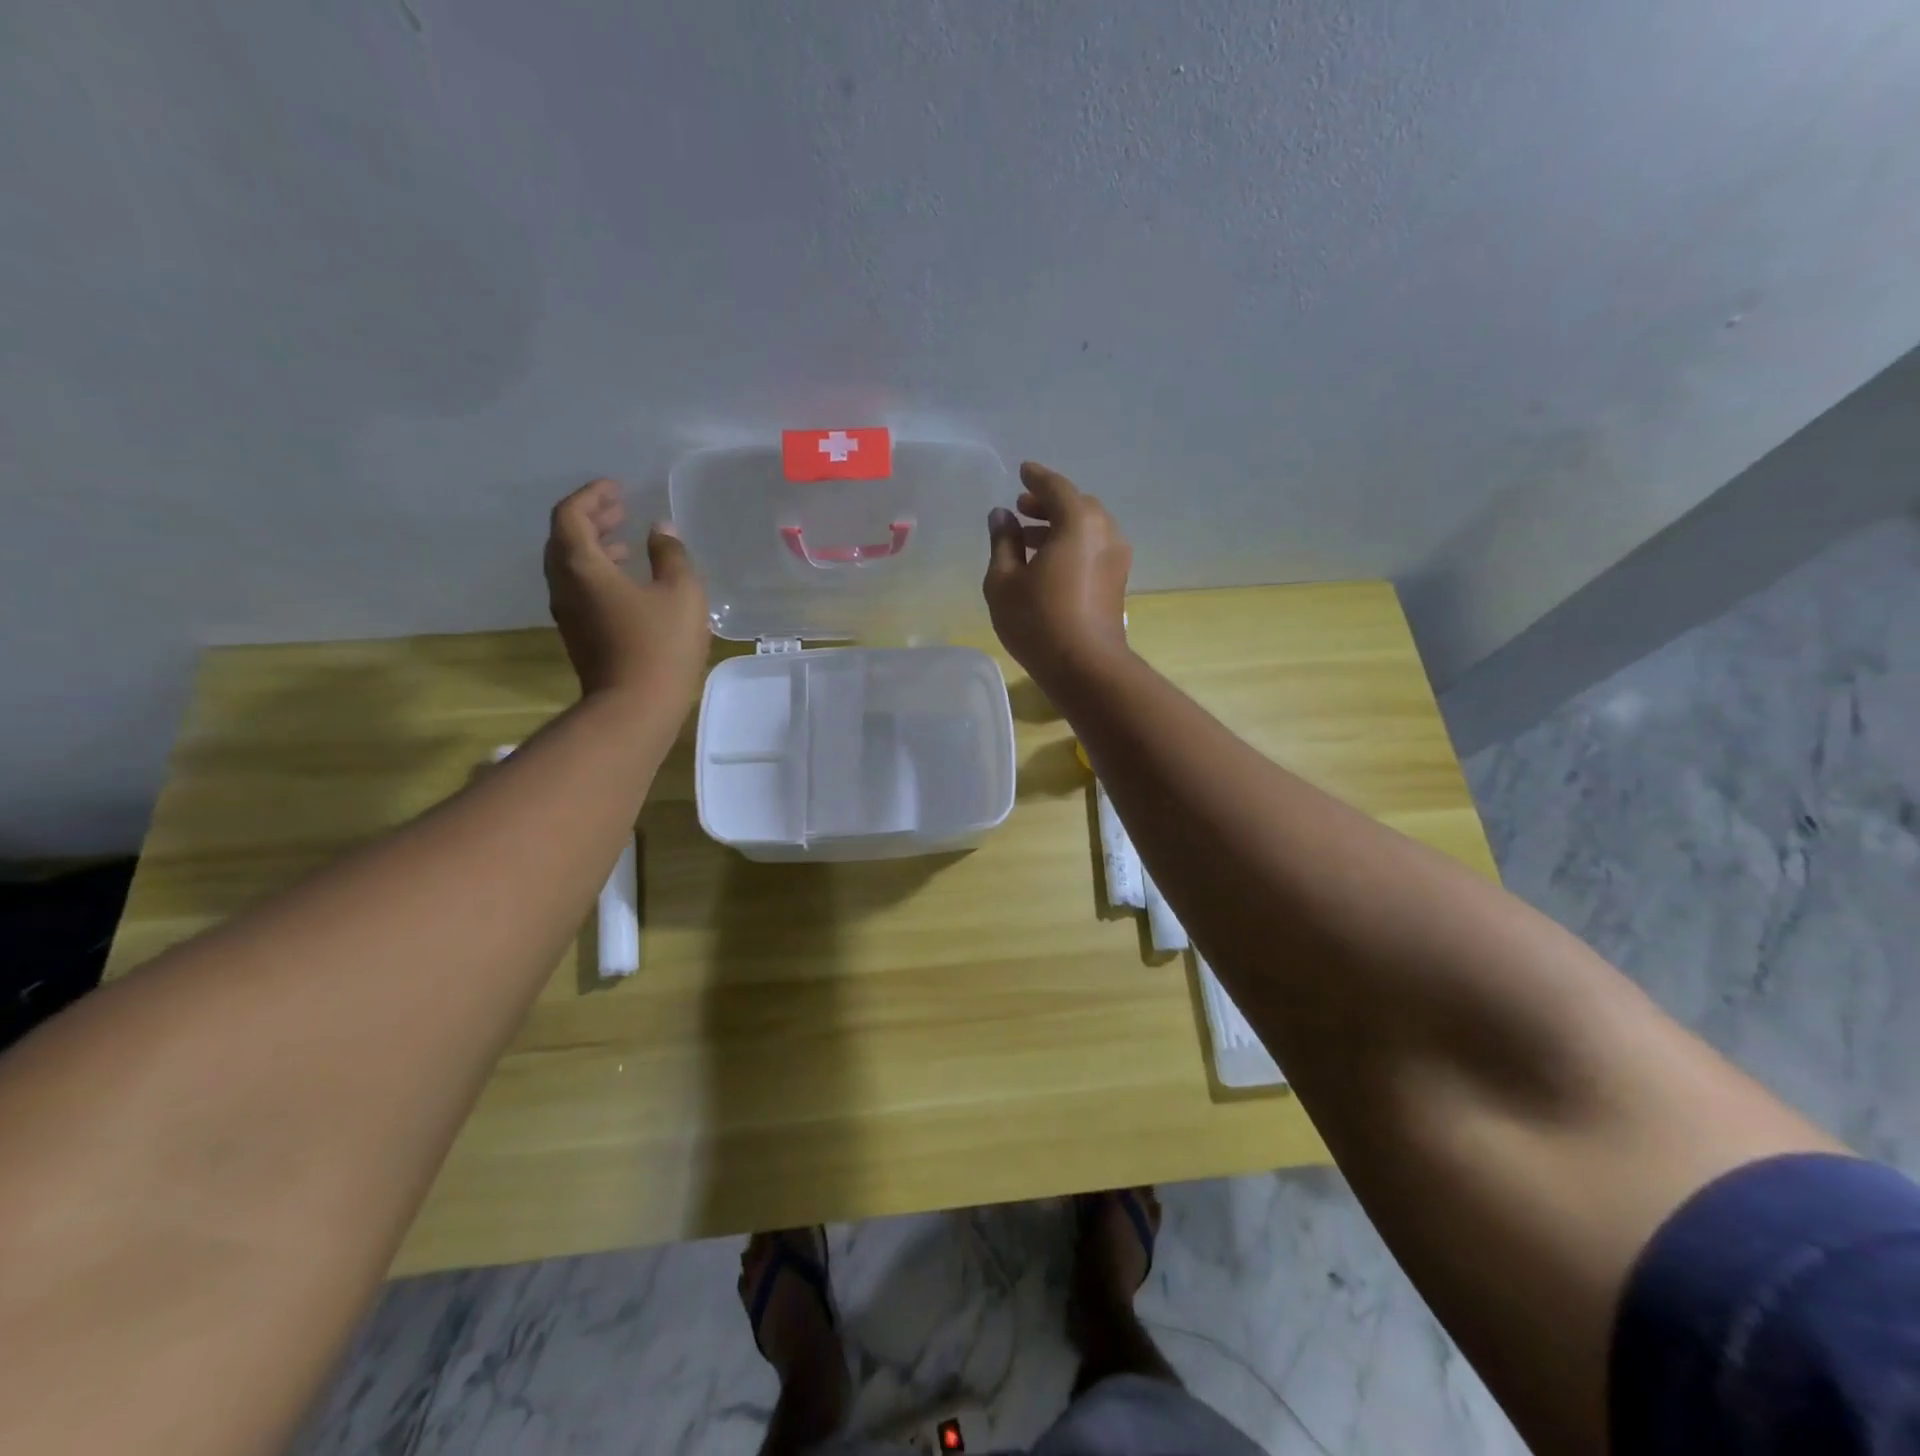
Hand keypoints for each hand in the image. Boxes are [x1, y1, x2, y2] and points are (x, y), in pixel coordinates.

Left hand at [544, 479, 709, 703]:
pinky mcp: (579, 634)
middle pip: (564, 538)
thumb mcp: (681, 592)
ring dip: (594, 546)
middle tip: (621, 509)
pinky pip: (580, 588)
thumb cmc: (660, 645)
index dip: (592, 496)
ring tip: (626, 542)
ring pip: (570, 566)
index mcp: (581, 566)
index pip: (571, 515)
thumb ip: (671, 554)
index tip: (617, 488)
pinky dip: (598, 572)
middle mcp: (564, 585)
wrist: (635, 708)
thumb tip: (661, 530)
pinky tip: (628, 581)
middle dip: (591, 518)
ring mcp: (568, 613)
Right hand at [984, 462, 1131, 684]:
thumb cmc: (1038, 621)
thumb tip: (1001, 516)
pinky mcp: (1117, 582)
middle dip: (1048, 504)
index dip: (1036, 478)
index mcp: (1078, 522)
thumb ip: (1002, 542)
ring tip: (1028, 540)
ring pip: (1087, 529)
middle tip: (1021, 510)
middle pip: (1076, 505)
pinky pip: (1093, 548)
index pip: (1056, 487)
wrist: (1086, 667)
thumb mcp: (1004, 581)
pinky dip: (1072, 545)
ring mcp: (1116, 558)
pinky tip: (1048, 564)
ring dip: (1059, 527)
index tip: (1022, 472)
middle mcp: (1104, 532)